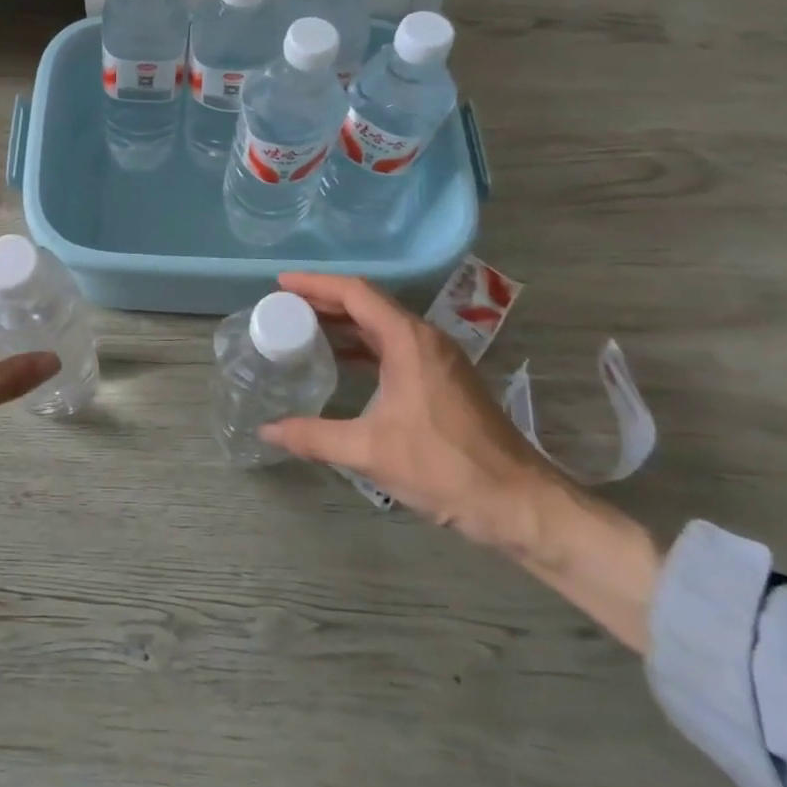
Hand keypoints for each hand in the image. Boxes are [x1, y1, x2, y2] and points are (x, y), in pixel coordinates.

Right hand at [261, 272, 661, 653]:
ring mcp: (437, 359)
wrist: (519, 502)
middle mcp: (424, 338)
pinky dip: (362, 345)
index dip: (315, 283)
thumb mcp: (371, 451)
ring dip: (343, 322)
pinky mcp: (442, 379)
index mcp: (408, 340)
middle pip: (367, 303)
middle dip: (324, 300)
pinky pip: (393, 346)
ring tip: (303, 328)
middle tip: (284, 306)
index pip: (355, 292)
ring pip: (381, 325)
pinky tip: (340, 362)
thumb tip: (267, 430)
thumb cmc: (444, 466)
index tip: (281, 284)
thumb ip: (314, 436)